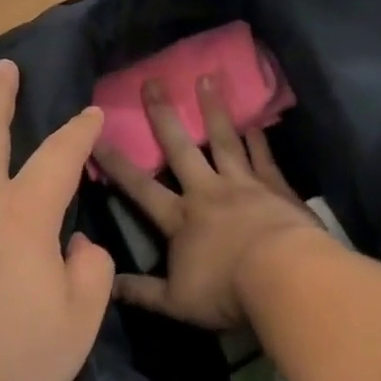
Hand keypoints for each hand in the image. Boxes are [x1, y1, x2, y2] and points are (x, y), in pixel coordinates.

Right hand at [95, 76, 326, 330]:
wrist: (285, 279)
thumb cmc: (227, 291)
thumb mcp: (176, 302)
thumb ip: (141, 291)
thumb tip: (106, 283)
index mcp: (180, 218)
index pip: (139, 187)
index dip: (115, 163)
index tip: (95, 137)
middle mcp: (207, 192)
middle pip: (181, 148)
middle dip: (163, 115)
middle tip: (152, 81)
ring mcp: (243, 185)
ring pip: (224, 140)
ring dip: (213, 110)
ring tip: (207, 78)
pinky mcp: (275, 187)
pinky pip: (262, 156)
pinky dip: (257, 138)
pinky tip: (254, 120)